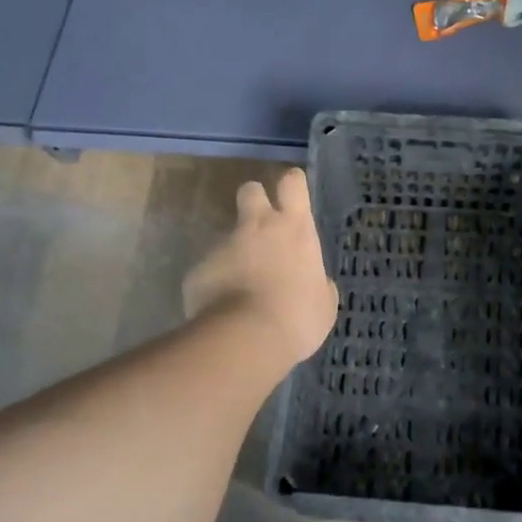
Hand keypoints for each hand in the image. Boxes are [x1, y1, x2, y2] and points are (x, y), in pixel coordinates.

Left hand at [183, 168, 337, 367]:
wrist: (246, 338)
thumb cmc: (298, 317)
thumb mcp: (323, 304)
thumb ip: (318, 285)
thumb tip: (315, 283)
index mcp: (294, 229)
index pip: (292, 183)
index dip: (292, 184)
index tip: (292, 194)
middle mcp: (257, 226)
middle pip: (250, 190)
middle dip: (254, 200)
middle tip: (260, 226)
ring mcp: (223, 245)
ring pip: (228, 236)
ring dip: (235, 254)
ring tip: (241, 289)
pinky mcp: (198, 268)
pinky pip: (209, 270)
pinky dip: (216, 284)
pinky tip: (221, 309)